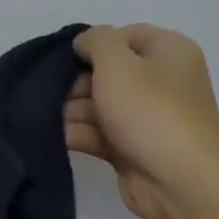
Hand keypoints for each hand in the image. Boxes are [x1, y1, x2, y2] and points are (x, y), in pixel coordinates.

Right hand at [65, 24, 218, 218]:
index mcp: (170, 53)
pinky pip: (99, 134)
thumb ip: (96, 42)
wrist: (179, 182)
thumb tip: (85, 43)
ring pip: (100, 105)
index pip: (126, 36)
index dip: (95, 43)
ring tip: (38, 113)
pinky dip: (76, 133)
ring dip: (71, 109)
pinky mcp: (131, 149)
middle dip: (77, 81)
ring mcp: (146, 118)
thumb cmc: (151, 112)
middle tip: (46, 90)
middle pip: (109, 72)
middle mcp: (161, 82)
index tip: (65, 58)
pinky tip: (48, 134)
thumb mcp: (118, 64)